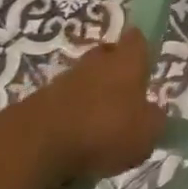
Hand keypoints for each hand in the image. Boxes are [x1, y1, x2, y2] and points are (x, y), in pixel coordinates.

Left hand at [14, 28, 166, 184]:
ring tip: (102, 128)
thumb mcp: (147, 133)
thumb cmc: (104, 131)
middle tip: (127, 96)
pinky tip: (77, 143)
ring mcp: (61, 82)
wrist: (33, 147)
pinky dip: (71, 119)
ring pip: (84, 83)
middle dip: (116, 72)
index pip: (136, 40)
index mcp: (126, 62)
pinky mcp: (37, 104)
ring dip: (92, 98)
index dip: (142, 48)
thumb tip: (152, 115)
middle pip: (107, 58)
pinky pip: (63, 106)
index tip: (146, 63)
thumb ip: (154, 121)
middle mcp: (94, 63)